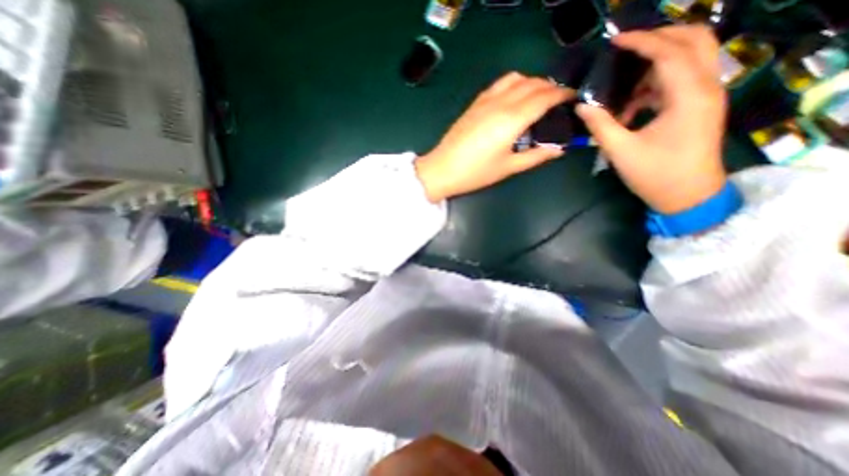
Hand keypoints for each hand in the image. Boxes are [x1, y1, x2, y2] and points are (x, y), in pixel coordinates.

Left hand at [414, 73, 573, 201]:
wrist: (442, 169)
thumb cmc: (476, 173)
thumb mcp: (508, 167)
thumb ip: (536, 156)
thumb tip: (559, 148)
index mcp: (512, 120)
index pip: (545, 97)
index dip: (562, 95)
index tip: (573, 98)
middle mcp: (501, 103)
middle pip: (533, 83)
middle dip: (551, 87)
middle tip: (558, 101)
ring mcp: (485, 100)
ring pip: (516, 78)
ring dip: (532, 82)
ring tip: (537, 98)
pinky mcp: (475, 103)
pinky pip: (499, 84)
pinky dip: (514, 84)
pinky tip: (514, 98)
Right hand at [577, 25, 730, 212]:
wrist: (688, 196)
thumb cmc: (655, 174)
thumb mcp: (621, 150)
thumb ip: (601, 125)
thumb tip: (582, 106)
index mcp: (688, 96)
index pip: (669, 52)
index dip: (641, 42)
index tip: (615, 41)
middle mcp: (706, 87)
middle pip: (695, 40)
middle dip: (660, 38)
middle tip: (626, 49)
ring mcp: (707, 95)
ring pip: (691, 57)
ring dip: (658, 62)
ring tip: (625, 84)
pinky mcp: (700, 106)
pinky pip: (682, 79)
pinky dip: (658, 83)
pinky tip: (634, 105)